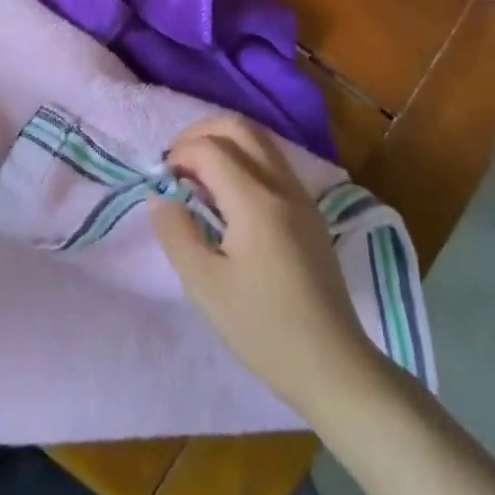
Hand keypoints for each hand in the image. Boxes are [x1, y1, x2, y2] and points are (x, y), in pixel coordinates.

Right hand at [151, 115, 386, 417]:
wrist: (334, 367)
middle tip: (177, 162)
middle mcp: (281, 185)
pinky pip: (272, 160)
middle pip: (238, 128)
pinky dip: (244, 157)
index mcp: (255, 200)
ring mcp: (300, 195)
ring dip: (224, 142)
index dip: (179, 154)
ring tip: (198, 173)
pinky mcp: (310, 210)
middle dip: (201, 133)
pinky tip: (229, 192)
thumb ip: (176, 232)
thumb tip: (160, 194)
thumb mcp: (205, 286)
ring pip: (259, 139)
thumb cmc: (264, 329)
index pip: (209, 149)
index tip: (162, 181)